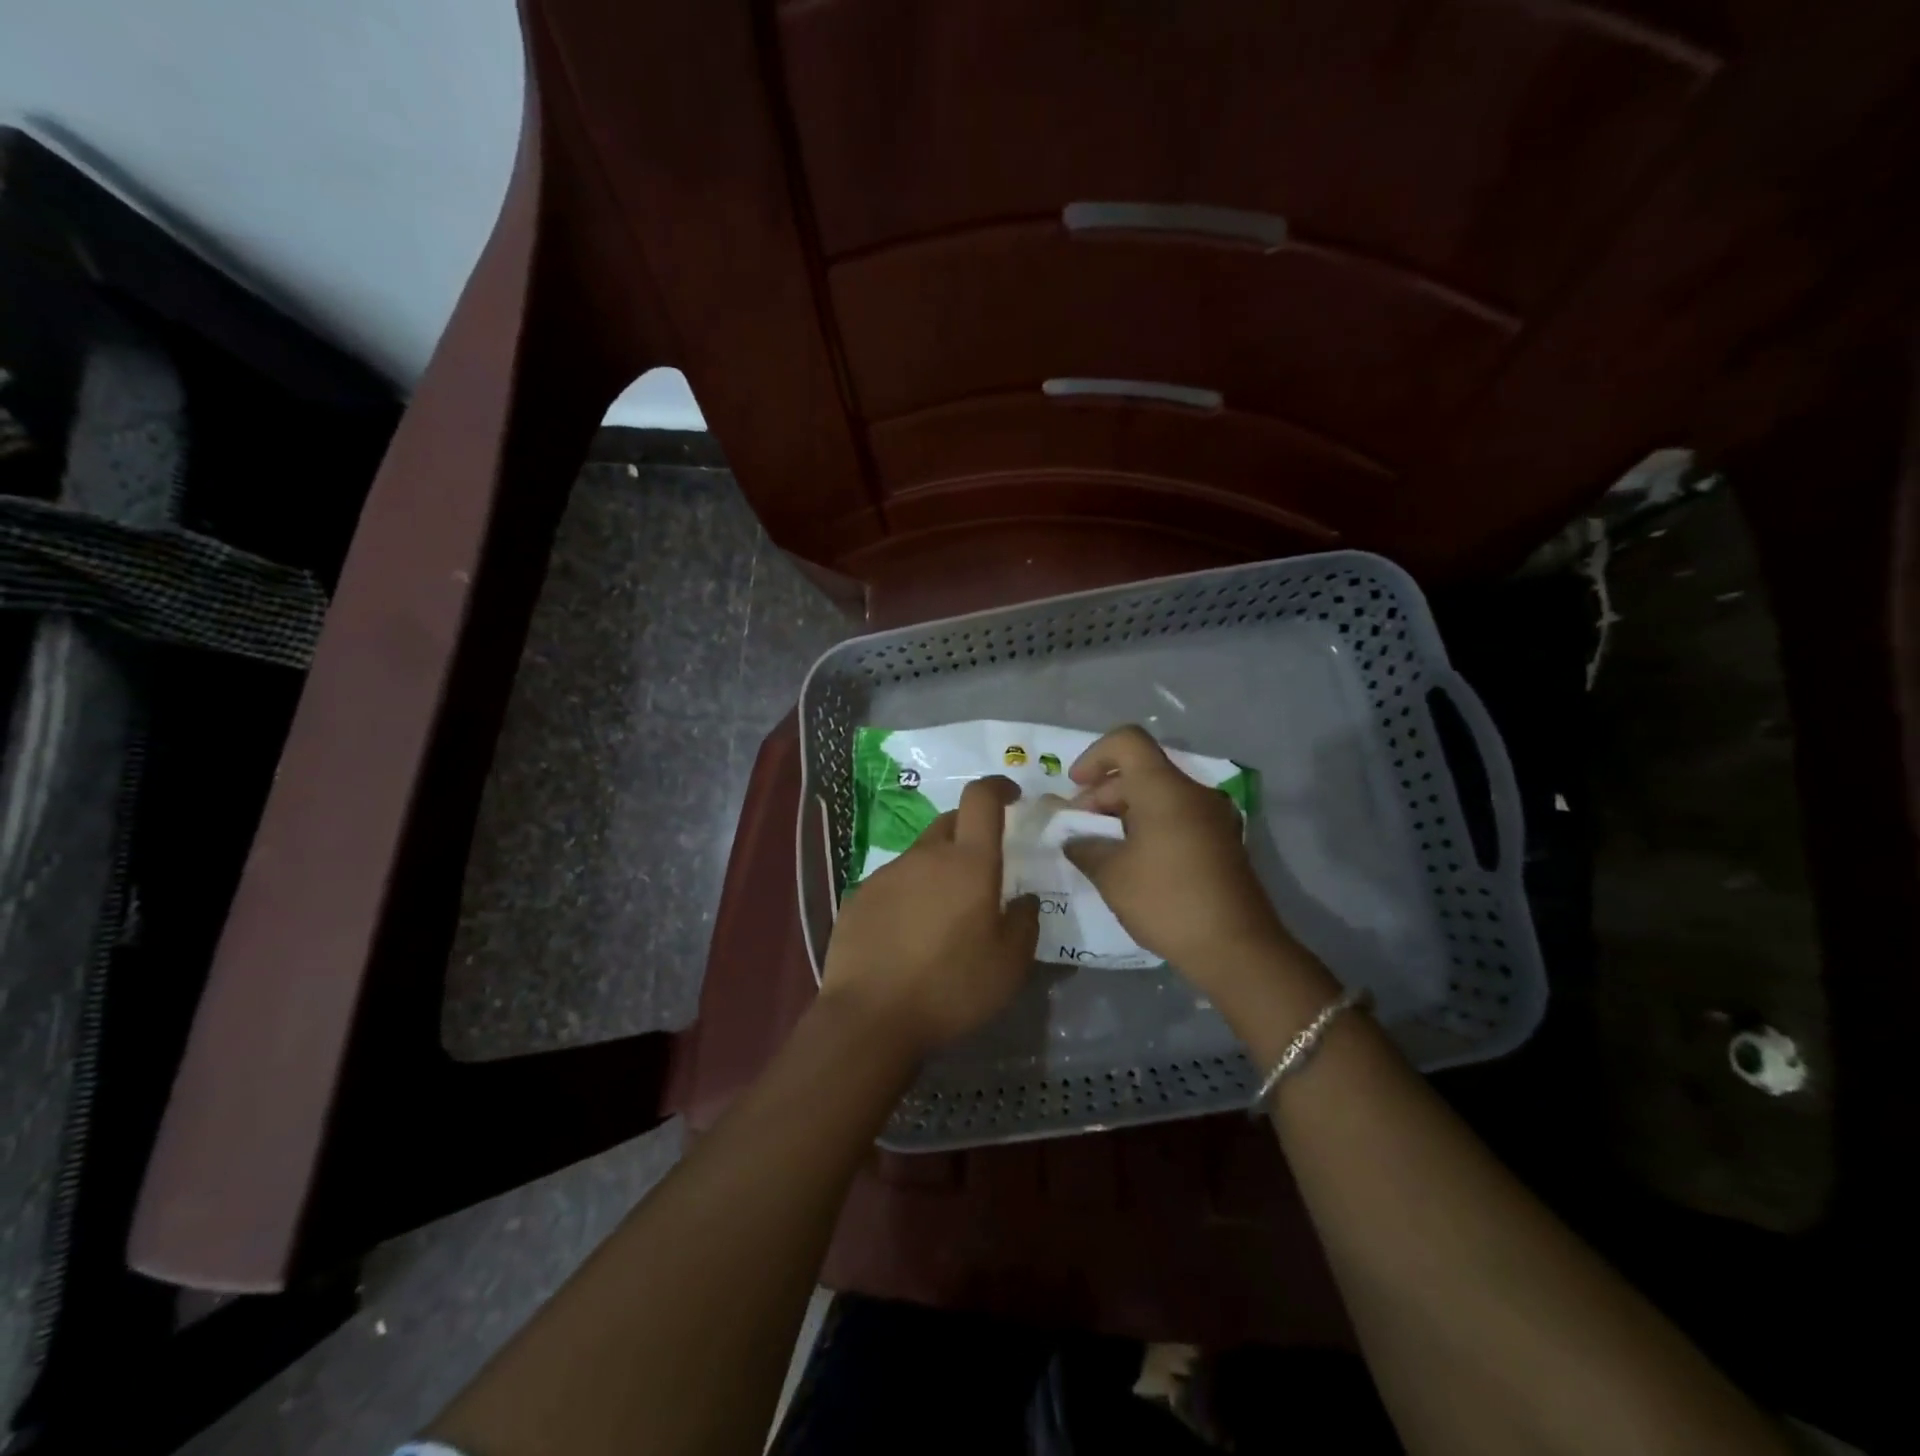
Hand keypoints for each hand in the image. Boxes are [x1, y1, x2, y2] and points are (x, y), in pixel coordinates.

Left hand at [819, 775, 1039, 1056]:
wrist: (870, 1017)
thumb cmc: (951, 988)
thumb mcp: (1009, 965)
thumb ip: (1024, 923)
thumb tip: (1023, 900)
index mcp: (969, 863)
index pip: (982, 799)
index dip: (998, 787)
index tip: (1011, 795)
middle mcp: (925, 856)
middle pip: (950, 822)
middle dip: (970, 832)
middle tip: (981, 870)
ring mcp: (887, 874)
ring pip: (921, 855)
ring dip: (938, 869)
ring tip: (943, 915)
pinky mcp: (859, 896)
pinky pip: (893, 882)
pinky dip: (909, 894)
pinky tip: (908, 934)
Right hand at [1063, 726, 1290, 977]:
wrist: (1237, 948)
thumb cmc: (1167, 901)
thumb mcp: (1112, 875)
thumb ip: (1085, 847)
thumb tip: (1075, 840)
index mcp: (1165, 789)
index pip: (1127, 741)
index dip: (1094, 756)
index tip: (1076, 788)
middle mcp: (1194, 792)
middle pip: (1141, 771)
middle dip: (1104, 793)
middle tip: (1081, 830)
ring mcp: (1214, 817)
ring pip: (1159, 795)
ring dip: (1125, 812)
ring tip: (1103, 849)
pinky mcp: (1223, 841)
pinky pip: (1178, 816)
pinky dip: (1150, 826)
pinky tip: (1134, 861)